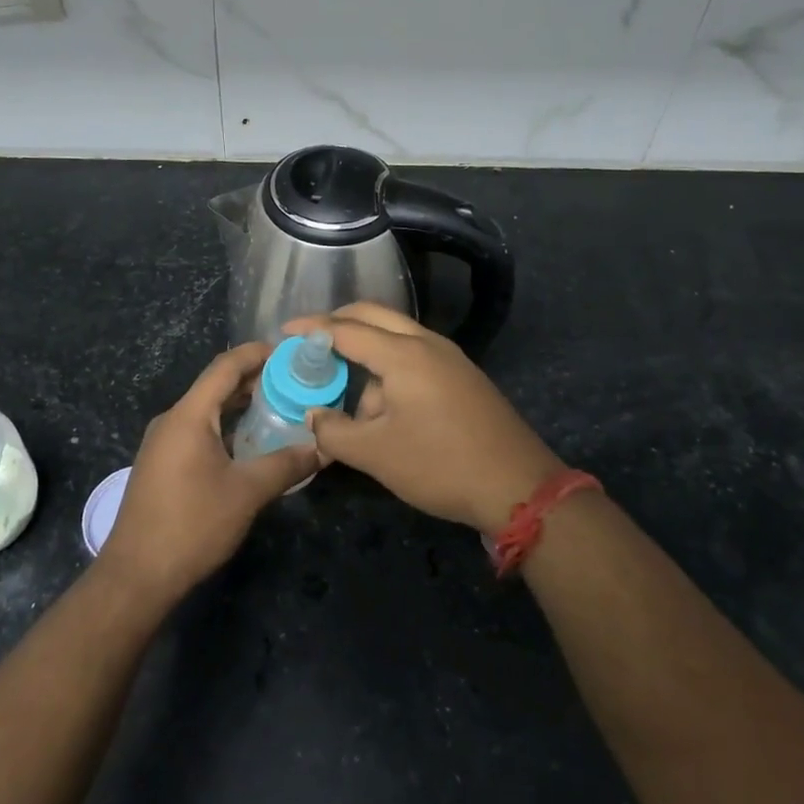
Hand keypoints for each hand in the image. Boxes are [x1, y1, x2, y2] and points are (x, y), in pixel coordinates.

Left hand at [96, 343, 317, 607]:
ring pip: (207, 411)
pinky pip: (197, 431)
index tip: (288, 351)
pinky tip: (250, 444)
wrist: (137, 575)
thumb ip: (286, 465)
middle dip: (253, 380)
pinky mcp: (161, 465)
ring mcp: (163, 443)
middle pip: (215, 386)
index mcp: (189, 415)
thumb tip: (322, 448)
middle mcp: (172, 420)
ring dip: (239, 406)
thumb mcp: (246, 493)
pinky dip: (225, 428)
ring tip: (278, 408)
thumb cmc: (192, 525)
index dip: (256, 353)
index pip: (225, 367)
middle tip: (293, 382)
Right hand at [283, 304, 561, 534]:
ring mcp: (451, 358)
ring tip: (354, 402)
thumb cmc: (440, 465)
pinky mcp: (464, 377)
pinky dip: (391, 367)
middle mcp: (427, 344)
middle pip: (375, 316)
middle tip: (311, 341)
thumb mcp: (376, 454)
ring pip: (397, 338)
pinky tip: (385, 406)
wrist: (519, 486)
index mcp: (403, 354)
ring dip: (368, 354)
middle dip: (339, 324)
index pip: (346, 329)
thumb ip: (334, 431)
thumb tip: (314, 416)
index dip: (312, 328)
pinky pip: (416, 356)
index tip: (285, 331)